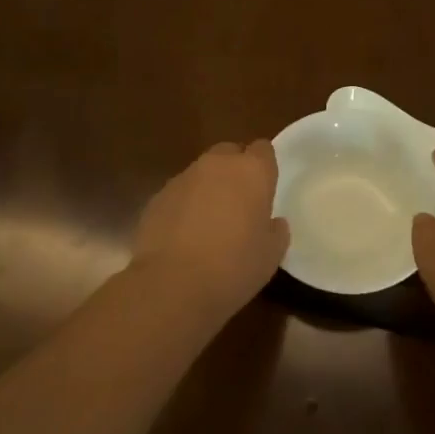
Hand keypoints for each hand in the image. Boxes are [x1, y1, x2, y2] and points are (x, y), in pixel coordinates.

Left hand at [130, 141, 289, 323]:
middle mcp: (217, 165)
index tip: (266, 188)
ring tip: (210, 223)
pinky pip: (179, 193)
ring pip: (202, 173)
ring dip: (208, 188)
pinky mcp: (158, 196)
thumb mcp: (271, 254)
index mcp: (252, 172)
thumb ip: (276, 230)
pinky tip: (184, 236)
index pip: (263, 149)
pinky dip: (184, 206)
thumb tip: (272, 223)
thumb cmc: (234, 266)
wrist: (173, 284)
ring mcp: (183, 178)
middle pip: (229, 153)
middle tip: (240, 203)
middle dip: (235, 170)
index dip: (264, 166)